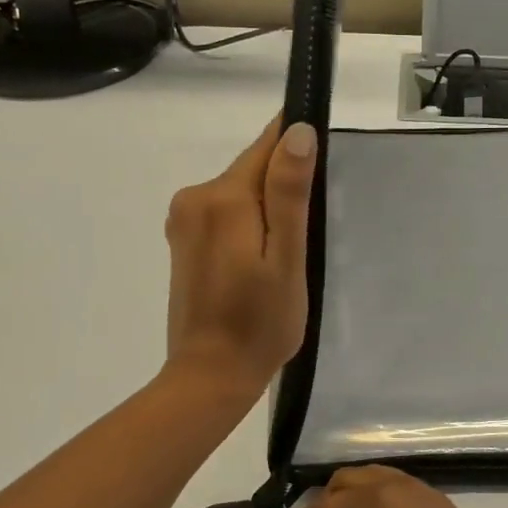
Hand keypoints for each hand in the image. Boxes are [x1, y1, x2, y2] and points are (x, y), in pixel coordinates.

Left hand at [163, 117, 317, 406]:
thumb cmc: (260, 323)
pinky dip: (249, 227)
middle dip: (284, 190)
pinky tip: (261, 264)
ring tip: (287, 257)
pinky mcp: (183, 242)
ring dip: (267, 212)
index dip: (297, 148)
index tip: (323, 171)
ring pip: (240, 194)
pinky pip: (225, 216)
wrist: (211, 375)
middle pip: (252, 171)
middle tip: (307, 238)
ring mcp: (184, 221)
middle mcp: (195, 198)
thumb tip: (298, 132)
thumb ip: (290, 194)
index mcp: (223, 198)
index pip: (267, 145)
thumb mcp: (287, 259)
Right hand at [287, 467, 507, 507]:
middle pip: (353, 479)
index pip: (329, 504)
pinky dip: (385, 502)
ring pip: (380, 480)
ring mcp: (428, 494)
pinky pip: (404, 491)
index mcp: (377, 503)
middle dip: (331, 501)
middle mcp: (402, 487)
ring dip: (358, 499)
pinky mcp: (445, 507)